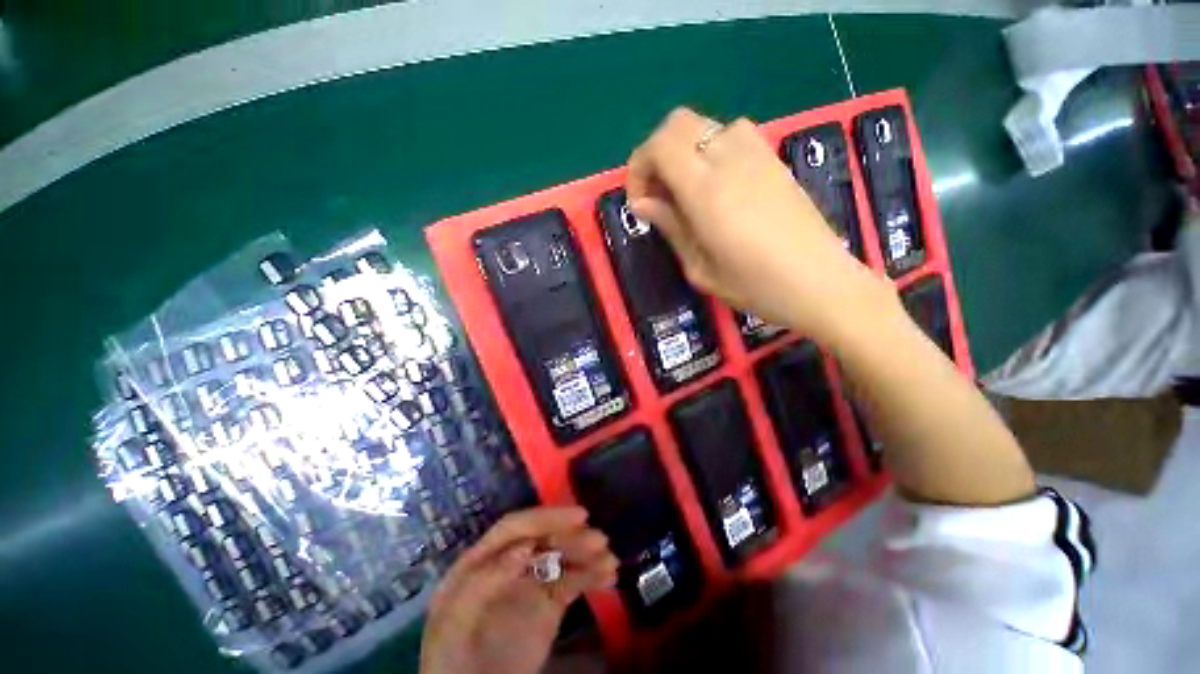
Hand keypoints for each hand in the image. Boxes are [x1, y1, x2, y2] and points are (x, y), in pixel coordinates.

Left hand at [420, 507, 618, 673]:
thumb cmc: (454, 660)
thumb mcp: (455, 623)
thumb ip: (482, 583)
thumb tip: (525, 548)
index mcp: (481, 560)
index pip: (514, 528)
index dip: (543, 519)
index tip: (575, 519)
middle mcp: (507, 563)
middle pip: (542, 538)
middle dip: (571, 536)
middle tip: (600, 540)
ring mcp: (530, 582)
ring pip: (561, 557)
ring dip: (586, 554)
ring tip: (610, 560)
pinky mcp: (548, 603)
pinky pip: (572, 581)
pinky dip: (591, 575)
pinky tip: (608, 576)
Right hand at [627, 108, 892, 343]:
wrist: (820, 283)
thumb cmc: (755, 285)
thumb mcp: (700, 268)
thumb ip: (671, 227)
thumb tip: (643, 203)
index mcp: (706, 190)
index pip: (659, 145)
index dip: (639, 167)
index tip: (640, 202)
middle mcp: (730, 159)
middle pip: (678, 123)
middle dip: (656, 154)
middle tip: (658, 195)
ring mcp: (757, 154)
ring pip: (705, 125)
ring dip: (684, 150)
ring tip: (686, 190)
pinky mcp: (773, 159)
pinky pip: (731, 134)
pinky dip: (710, 150)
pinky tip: (716, 186)